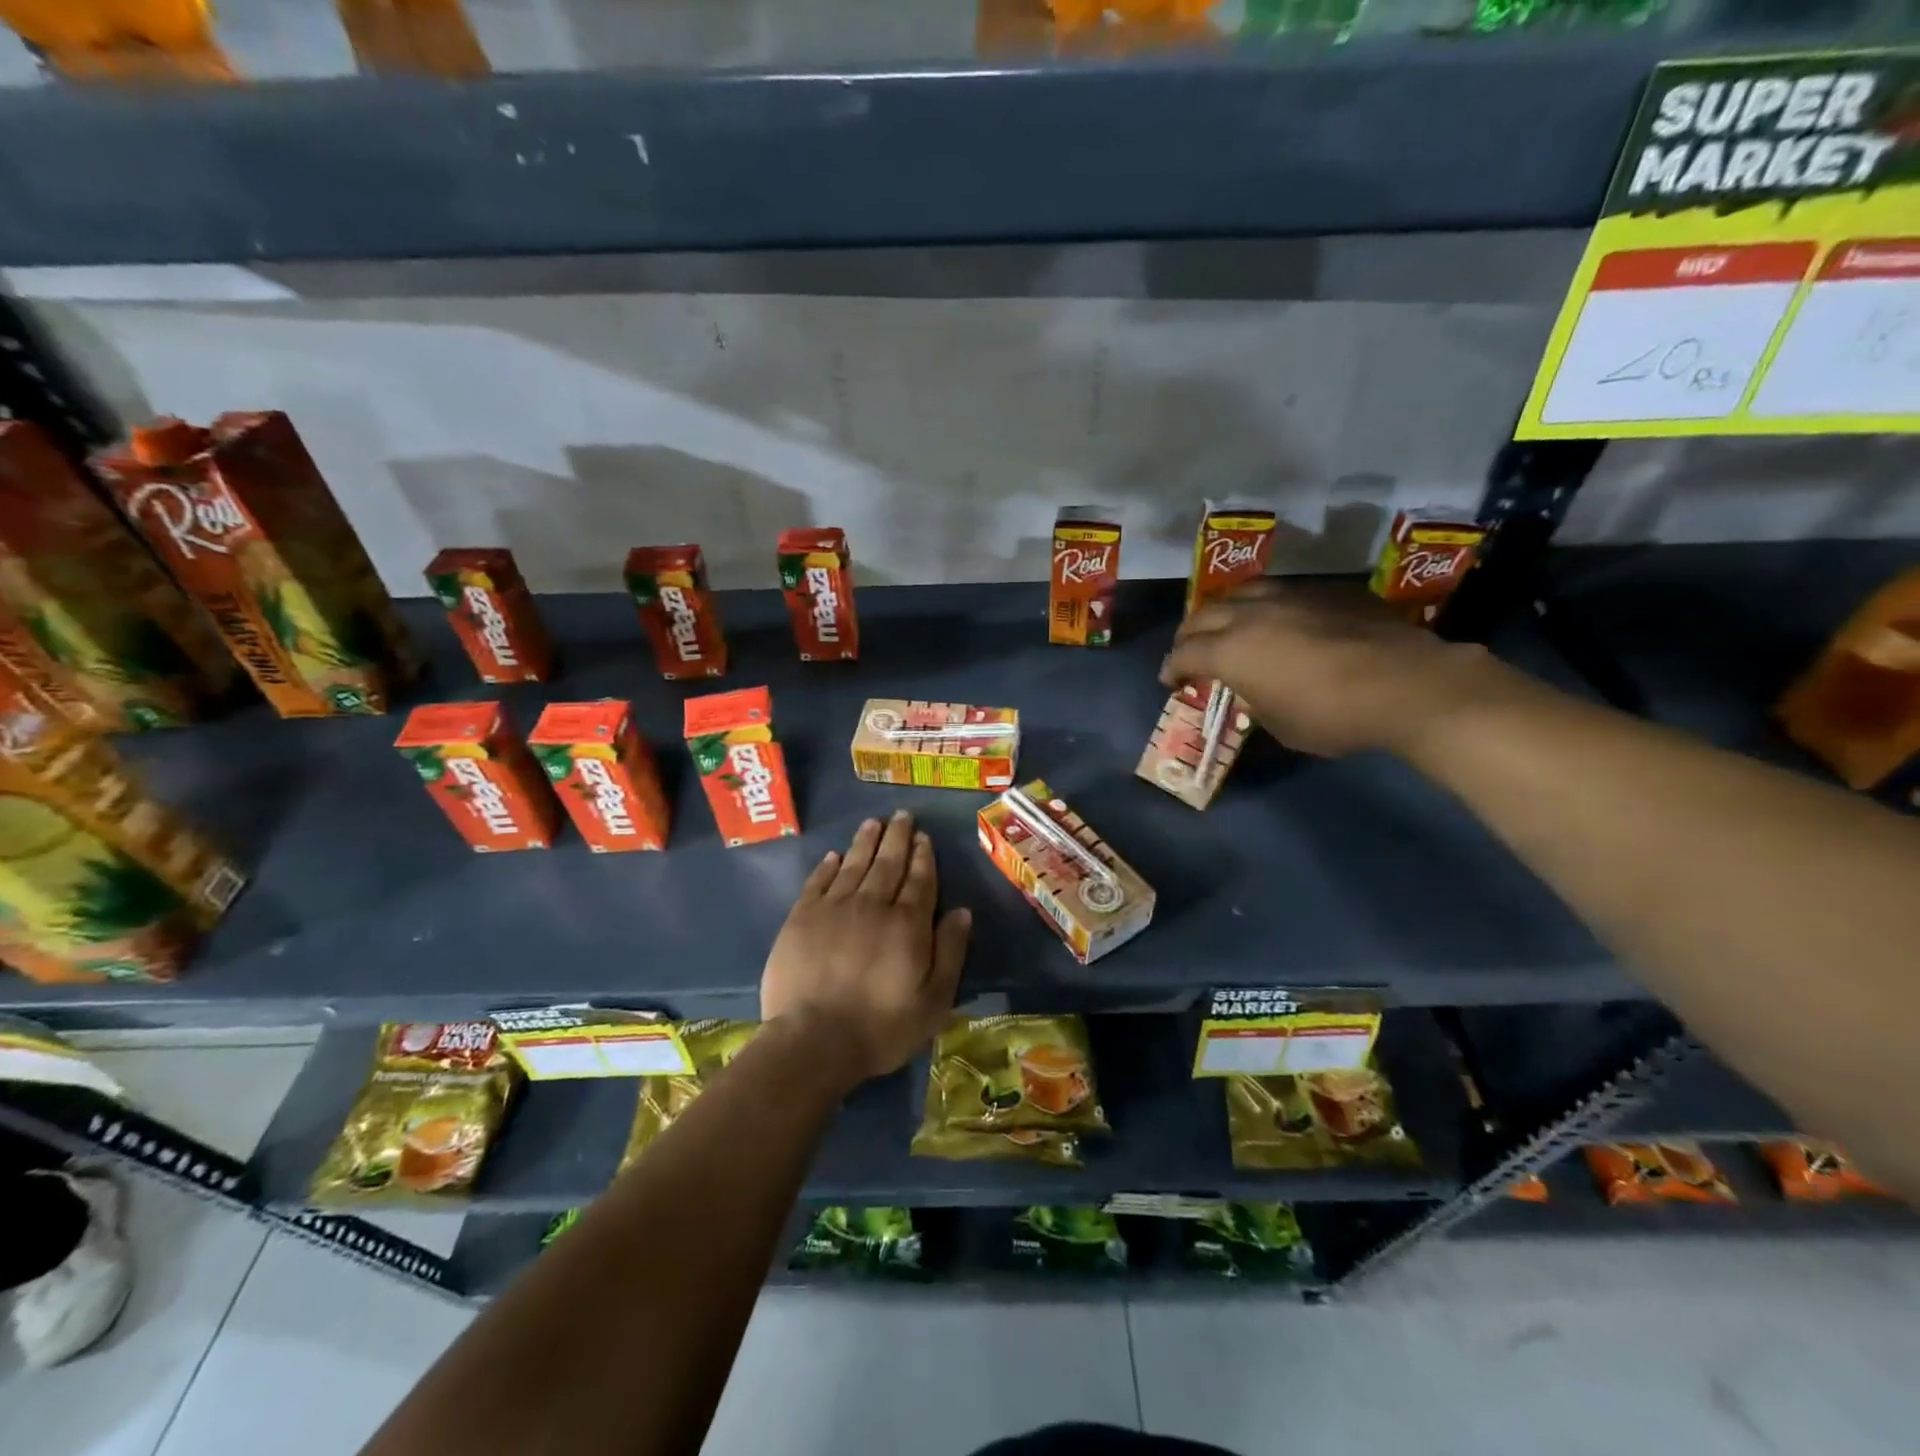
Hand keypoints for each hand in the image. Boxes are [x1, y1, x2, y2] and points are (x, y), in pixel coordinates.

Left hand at [761, 812, 971, 1085]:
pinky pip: (818, 882)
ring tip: (873, 823)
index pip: (919, 880)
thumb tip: (962, 911)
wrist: (813, 1040)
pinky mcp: (801, 918)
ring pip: (854, 865)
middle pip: (888, 863)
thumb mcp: (934, 1000)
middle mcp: (872, 905)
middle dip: (897, 837)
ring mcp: (834, 908)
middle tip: (901, 815)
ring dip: (865, 842)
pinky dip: (828, 866)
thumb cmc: (882, 1026)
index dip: (923, 856)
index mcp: (907, 923)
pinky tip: (834, 855)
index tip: (924, 836)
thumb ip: (949, 951)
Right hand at [1160, 580, 1511, 758]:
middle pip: (1204, 615)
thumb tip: (1253, 690)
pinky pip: (1281, 593)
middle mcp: (1252, 615)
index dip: (1172, 668)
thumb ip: (1255, 701)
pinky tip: (1277, 620)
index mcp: (1231, 651)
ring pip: (1241, 592)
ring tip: (1226, 624)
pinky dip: (1265, 606)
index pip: (1185, 653)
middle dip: (1189, 634)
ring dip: (1224, 610)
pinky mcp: (1325, 593)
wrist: (1407, 685)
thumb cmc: (1333, 716)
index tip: (1170, 680)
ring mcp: (1291, 597)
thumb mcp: (1279, 724)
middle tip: (1189, 650)